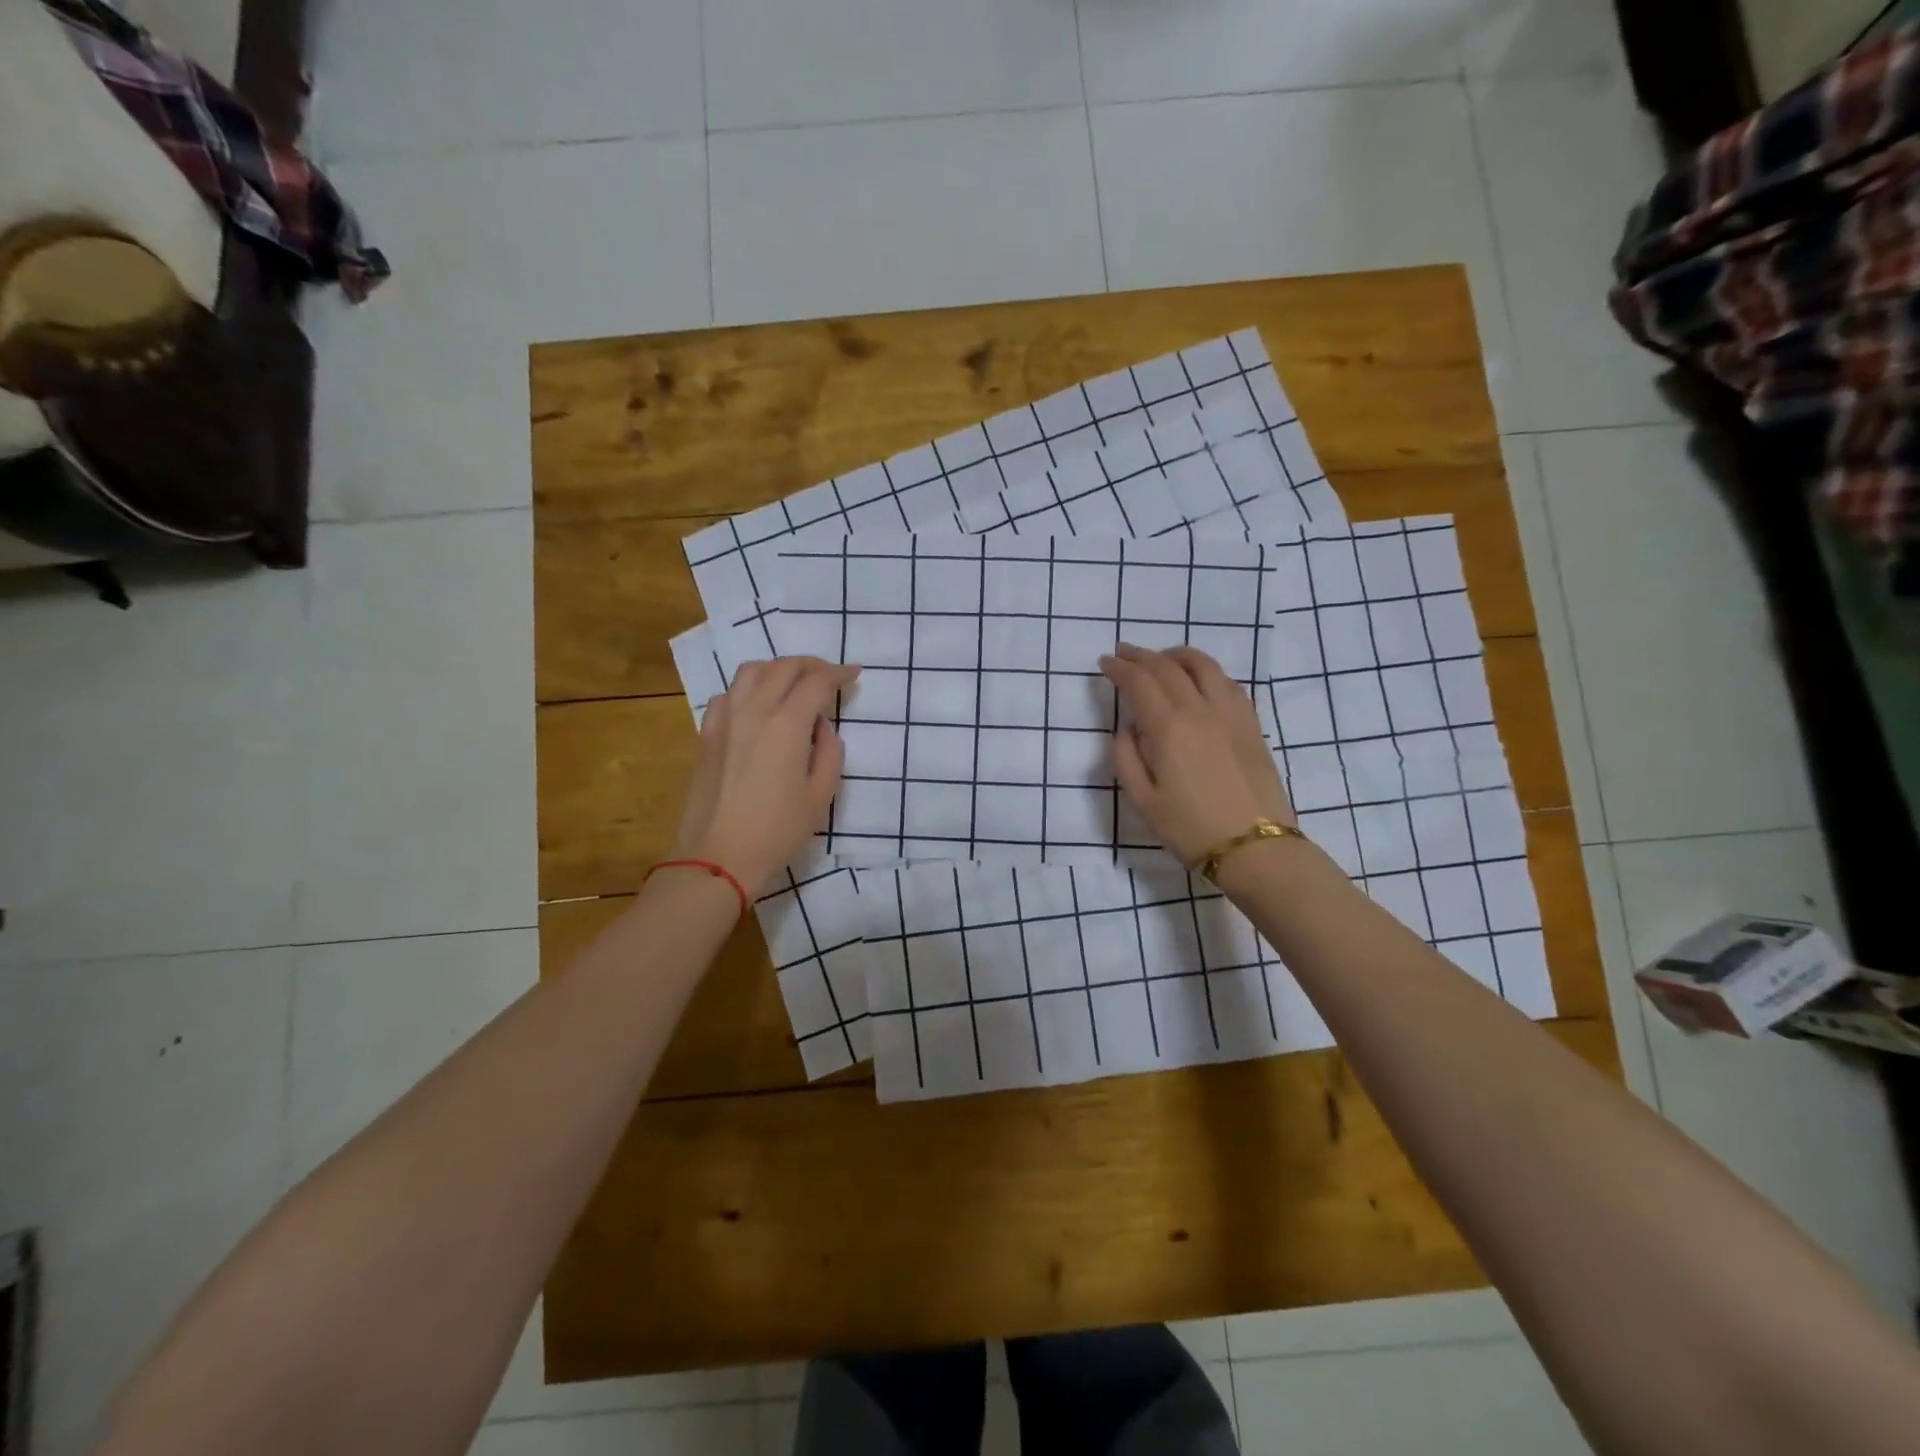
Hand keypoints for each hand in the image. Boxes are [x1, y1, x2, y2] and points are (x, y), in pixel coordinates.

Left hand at [670, 656, 859, 896]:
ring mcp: (725, 720)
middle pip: (783, 667)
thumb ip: (830, 752)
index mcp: (787, 724)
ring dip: (777, 668)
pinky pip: (727, 695)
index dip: (839, 673)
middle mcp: (754, 710)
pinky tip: (755, 706)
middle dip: (811, 665)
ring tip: (792, 682)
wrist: (719, 856)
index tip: (854, 674)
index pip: (817, 681)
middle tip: (829, 675)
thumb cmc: (778, 830)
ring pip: (750, 671)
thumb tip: (822, 727)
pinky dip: (747, 689)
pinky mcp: (707, 735)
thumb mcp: (821, 795)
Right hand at [1098, 643, 1293, 865]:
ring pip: (1203, 666)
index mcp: (1169, 729)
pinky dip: (1207, 671)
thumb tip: (1128, 728)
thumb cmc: (1191, 829)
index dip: (1119, 668)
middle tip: (1123, 652)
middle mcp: (1200, 710)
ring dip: (1176, 655)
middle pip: (1168, 667)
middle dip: (1141, 655)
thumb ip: (1127, 758)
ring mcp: (1230, 714)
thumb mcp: (1143, 801)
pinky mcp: (1251, 724)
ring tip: (1162, 657)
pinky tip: (1200, 679)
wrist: (1255, 847)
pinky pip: (1228, 682)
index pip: (1139, 682)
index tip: (1104, 662)